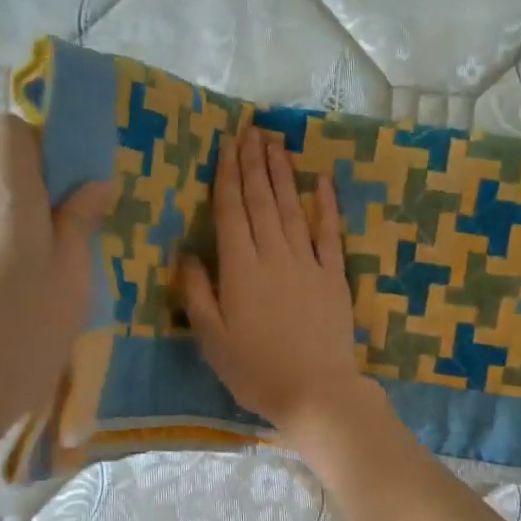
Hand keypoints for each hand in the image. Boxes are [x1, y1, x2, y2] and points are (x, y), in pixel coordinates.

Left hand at [0, 114, 112, 457]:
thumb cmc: (19, 341)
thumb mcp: (70, 285)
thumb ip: (79, 225)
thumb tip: (93, 183)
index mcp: (5, 200)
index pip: (9, 128)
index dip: (42, 141)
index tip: (71, 179)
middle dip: (31, 180)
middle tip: (63, 228)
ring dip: (8, 217)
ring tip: (35, 272)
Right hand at [180, 126, 372, 440]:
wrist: (316, 391)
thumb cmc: (255, 371)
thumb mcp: (212, 338)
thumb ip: (197, 292)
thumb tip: (186, 252)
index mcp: (239, 269)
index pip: (231, 211)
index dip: (227, 175)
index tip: (227, 144)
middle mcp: (273, 255)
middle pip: (261, 201)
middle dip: (254, 163)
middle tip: (251, 129)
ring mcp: (308, 263)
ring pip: (292, 208)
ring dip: (282, 174)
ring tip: (276, 143)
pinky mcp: (334, 276)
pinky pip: (329, 233)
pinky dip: (326, 205)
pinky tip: (322, 180)